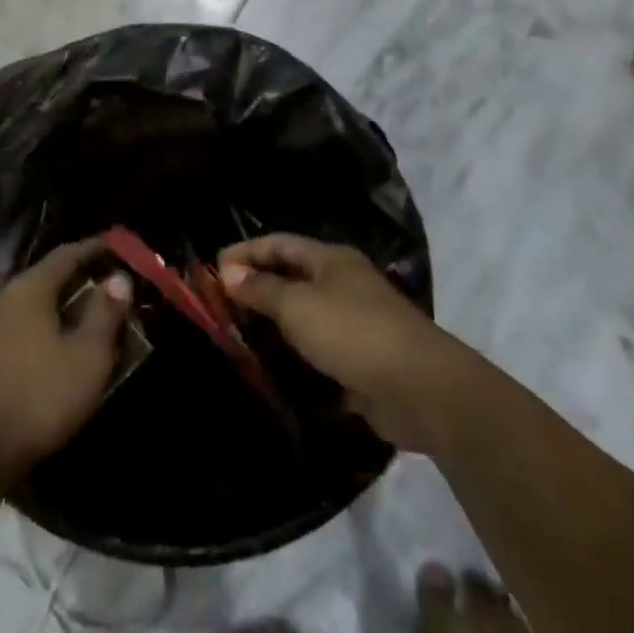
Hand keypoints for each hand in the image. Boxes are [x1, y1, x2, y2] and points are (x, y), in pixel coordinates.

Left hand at [0, 238, 131, 483]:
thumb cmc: (38, 397)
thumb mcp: (87, 358)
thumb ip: (105, 314)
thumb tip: (118, 278)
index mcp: (28, 288)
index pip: (65, 255)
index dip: (92, 250)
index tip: (115, 248)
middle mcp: (0, 296)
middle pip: (42, 278)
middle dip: (73, 280)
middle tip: (102, 288)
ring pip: (24, 303)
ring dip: (50, 306)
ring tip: (74, 316)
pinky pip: (10, 326)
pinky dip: (32, 327)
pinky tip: (42, 345)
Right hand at [218, 234, 465, 453]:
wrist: (421, 389)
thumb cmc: (353, 332)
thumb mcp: (297, 305)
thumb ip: (261, 289)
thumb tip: (229, 272)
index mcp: (330, 260)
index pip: (278, 243)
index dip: (244, 252)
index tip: (212, 271)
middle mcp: (342, 284)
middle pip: (290, 277)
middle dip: (255, 287)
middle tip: (219, 305)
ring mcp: (354, 322)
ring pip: (303, 315)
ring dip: (273, 324)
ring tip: (237, 336)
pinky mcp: (359, 360)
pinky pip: (317, 350)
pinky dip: (294, 355)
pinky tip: (271, 367)